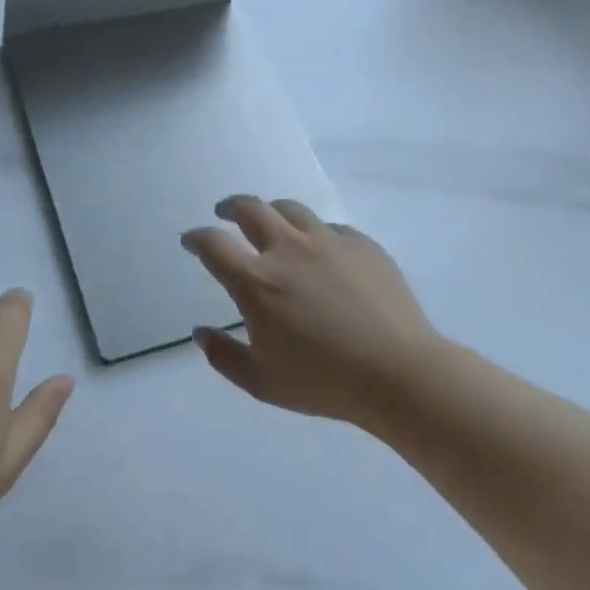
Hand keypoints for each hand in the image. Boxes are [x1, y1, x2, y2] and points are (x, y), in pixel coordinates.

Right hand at [182, 196, 445, 430]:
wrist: (398, 372)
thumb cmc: (323, 382)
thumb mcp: (261, 382)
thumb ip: (223, 356)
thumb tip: (201, 332)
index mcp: (257, 281)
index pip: (213, 244)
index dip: (196, 237)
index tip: (191, 240)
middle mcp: (288, 249)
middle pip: (251, 209)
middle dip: (231, 207)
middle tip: (225, 212)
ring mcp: (328, 241)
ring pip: (291, 209)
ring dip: (272, 211)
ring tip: (271, 221)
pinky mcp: (362, 244)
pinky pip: (330, 227)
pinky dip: (314, 233)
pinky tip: (320, 249)